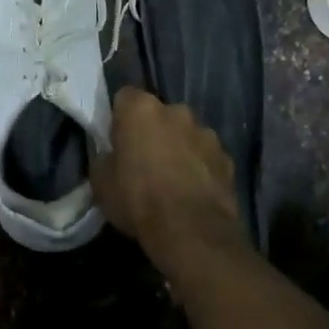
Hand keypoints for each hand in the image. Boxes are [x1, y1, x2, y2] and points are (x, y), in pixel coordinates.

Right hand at [93, 88, 239, 260]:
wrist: (191, 231)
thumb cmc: (138, 199)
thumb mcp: (101, 182)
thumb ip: (105, 158)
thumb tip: (112, 156)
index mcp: (141, 109)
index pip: (125, 97)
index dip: (119, 117)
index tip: (116, 139)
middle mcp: (176, 111)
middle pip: (159, 114)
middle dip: (152, 131)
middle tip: (143, 160)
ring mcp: (206, 133)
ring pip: (186, 134)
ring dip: (179, 148)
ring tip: (172, 179)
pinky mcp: (227, 158)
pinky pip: (206, 157)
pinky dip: (200, 168)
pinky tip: (193, 192)